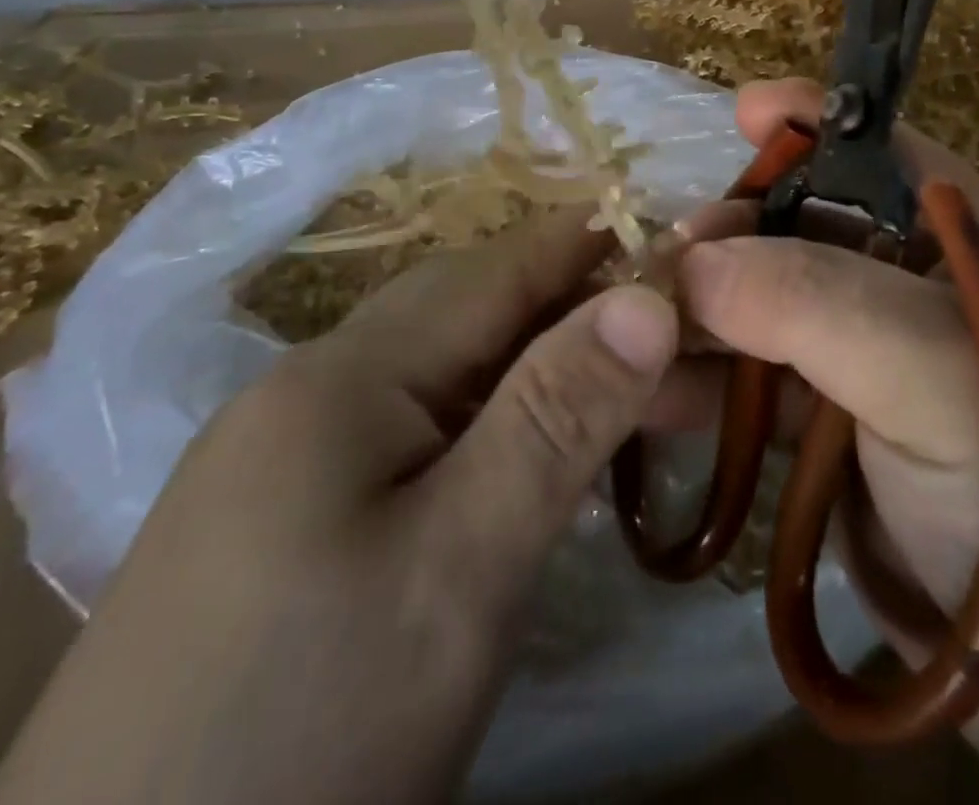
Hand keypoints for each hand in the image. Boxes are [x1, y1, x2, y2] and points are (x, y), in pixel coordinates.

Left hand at [0, 209, 677, 804]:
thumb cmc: (299, 740)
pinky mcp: (290, 521)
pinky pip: (419, 436)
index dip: (598, 243)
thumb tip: (649, 295)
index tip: (688, 238)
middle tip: (685, 339)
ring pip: (451, 377)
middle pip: (475, 315)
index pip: (502, 268)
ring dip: (545, 375)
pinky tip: (536, 458)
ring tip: (640, 396)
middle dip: (584, 312)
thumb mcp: (458, 572)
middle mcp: (314, 388)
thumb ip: (556, 419)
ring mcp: (293, 456)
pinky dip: (496, 430)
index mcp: (346, 372)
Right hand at [671, 79, 978, 799]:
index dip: (811, 123)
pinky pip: (759, 387)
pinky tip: (649, 397)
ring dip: (703, 315)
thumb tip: (692, 263)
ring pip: (771, 309)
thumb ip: (817, 301)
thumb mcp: (941, 377)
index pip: (881, 152)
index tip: (739, 112)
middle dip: (732, 232)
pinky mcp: (842, 435)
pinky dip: (705, 386)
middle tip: (661, 262)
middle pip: (804, 228)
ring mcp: (876, 364)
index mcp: (968, 243)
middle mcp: (917, 290)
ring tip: (632, 332)